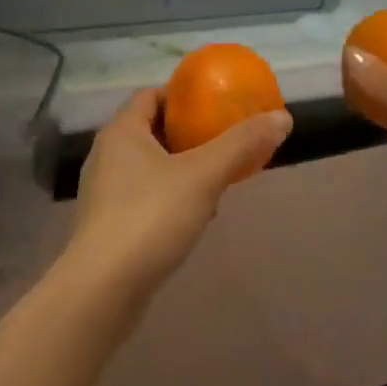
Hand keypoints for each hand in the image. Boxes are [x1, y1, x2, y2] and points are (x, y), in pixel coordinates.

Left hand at [67, 89, 292, 297]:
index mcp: (122, 131)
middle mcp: (106, 155)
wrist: (103, 290)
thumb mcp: (203, 175)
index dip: (183, 96)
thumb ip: (241, 144)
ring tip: (216, 180)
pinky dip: (169, 197)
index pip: (150, 95)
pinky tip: (194, 217)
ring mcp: (104, 192)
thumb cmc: (150, 217)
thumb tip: (282, 118)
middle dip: (188, 135)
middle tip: (223, 143)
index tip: (215, 106)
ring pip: (149, 166)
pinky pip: (144, 197)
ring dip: (181, 169)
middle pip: (152, 130)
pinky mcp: (107, 224)